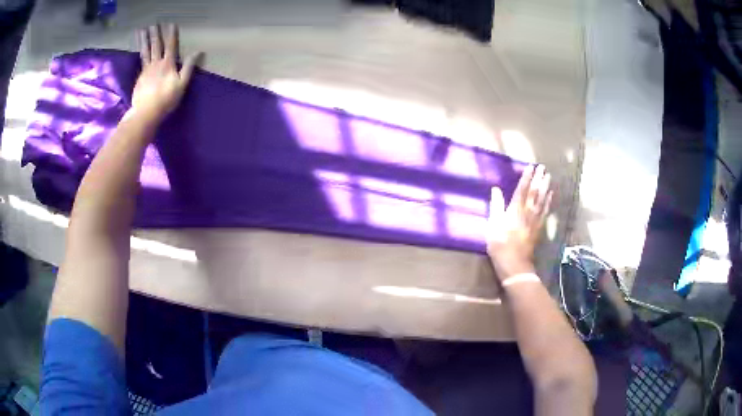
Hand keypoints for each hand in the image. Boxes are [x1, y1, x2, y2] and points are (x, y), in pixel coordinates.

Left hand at [131, 24, 200, 120]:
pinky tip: (140, 50)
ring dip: (144, 40)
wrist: (146, 112)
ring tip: (141, 31)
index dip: (171, 35)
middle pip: (155, 45)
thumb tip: (198, 52)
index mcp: (167, 64)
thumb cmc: (166, 99)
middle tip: (154, 24)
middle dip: (155, 34)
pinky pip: (141, 61)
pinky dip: (141, 53)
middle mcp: (156, 63)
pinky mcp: (140, 78)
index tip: (171, 24)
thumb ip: (188, 67)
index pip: (171, 45)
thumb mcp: (182, 84)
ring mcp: (146, 70)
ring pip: (145, 51)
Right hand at [486, 165, 552, 279]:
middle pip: (534, 192)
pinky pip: (545, 211)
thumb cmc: (500, 245)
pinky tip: (551, 194)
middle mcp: (527, 211)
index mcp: (515, 209)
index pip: (522, 189)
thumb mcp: (492, 225)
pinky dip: (548, 201)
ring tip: (548, 176)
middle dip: (538, 179)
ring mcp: (535, 220)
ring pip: (542, 200)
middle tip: (543, 167)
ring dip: (545, 187)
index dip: (526, 177)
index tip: (530, 166)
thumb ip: (496, 206)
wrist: (515, 264)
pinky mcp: (539, 227)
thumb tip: (495, 189)